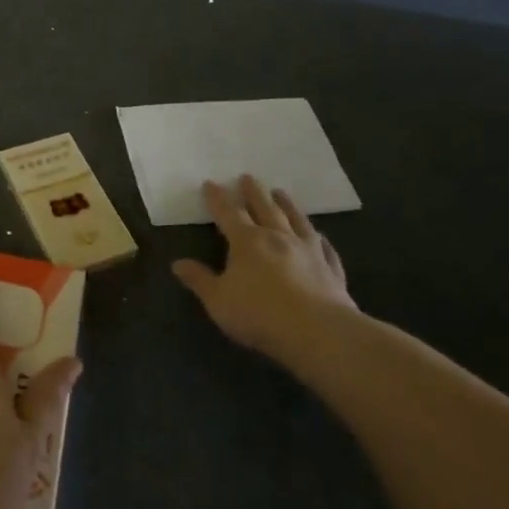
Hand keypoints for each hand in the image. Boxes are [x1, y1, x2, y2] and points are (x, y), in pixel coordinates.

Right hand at [172, 176, 358, 364]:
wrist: (317, 332)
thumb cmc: (259, 314)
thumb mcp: (218, 300)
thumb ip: (199, 280)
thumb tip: (178, 264)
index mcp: (247, 241)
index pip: (228, 213)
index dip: (217, 198)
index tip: (210, 183)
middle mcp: (278, 237)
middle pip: (264, 207)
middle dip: (253, 192)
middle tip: (248, 176)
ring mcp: (308, 250)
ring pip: (296, 220)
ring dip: (286, 204)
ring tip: (281, 192)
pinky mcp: (331, 268)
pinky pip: (325, 248)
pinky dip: (320, 239)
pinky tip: (320, 237)